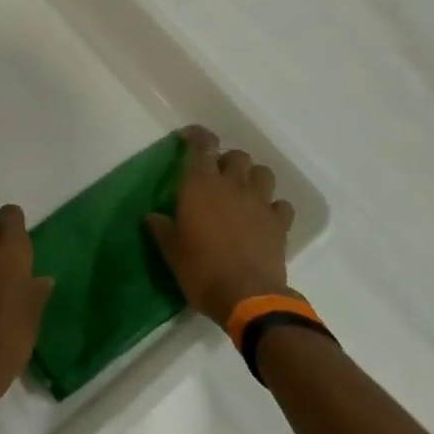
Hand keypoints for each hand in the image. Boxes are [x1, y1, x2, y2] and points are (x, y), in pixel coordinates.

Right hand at [148, 125, 296, 329]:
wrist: (247, 298)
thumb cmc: (201, 270)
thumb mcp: (171, 251)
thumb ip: (162, 228)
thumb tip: (152, 216)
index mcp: (201, 185)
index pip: (202, 145)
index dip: (198, 135)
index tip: (189, 137)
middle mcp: (232, 185)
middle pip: (237, 156)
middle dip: (227, 161)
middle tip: (216, 177)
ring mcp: (260, 203)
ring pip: (263, 173)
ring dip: (252, 178)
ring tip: (243, 193)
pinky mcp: (280, 224)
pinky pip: (281, 205)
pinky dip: (274, 207)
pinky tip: (265, 218)